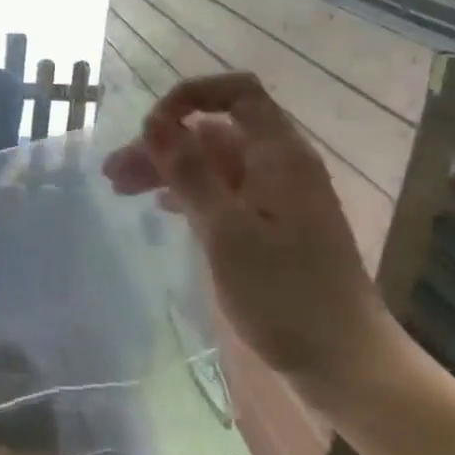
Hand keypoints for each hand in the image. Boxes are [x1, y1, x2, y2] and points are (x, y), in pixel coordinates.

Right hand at [103, 73, 403, 397]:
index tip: (151, 128)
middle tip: (114, 174)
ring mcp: (277, 197)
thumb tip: (155, 121)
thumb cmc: (283, 294)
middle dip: (164, 144)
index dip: (191, 97)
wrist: (341, 360)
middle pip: (216, 132)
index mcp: (279, 155)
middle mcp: (280, 166)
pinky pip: (224, 192)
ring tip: (121, 189)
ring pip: (215, 164)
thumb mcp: (226, 230)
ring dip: (170, 169)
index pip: (238, 93)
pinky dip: (190, 193)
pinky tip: (163, 208)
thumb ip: (190, 172)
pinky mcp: (272, 226)